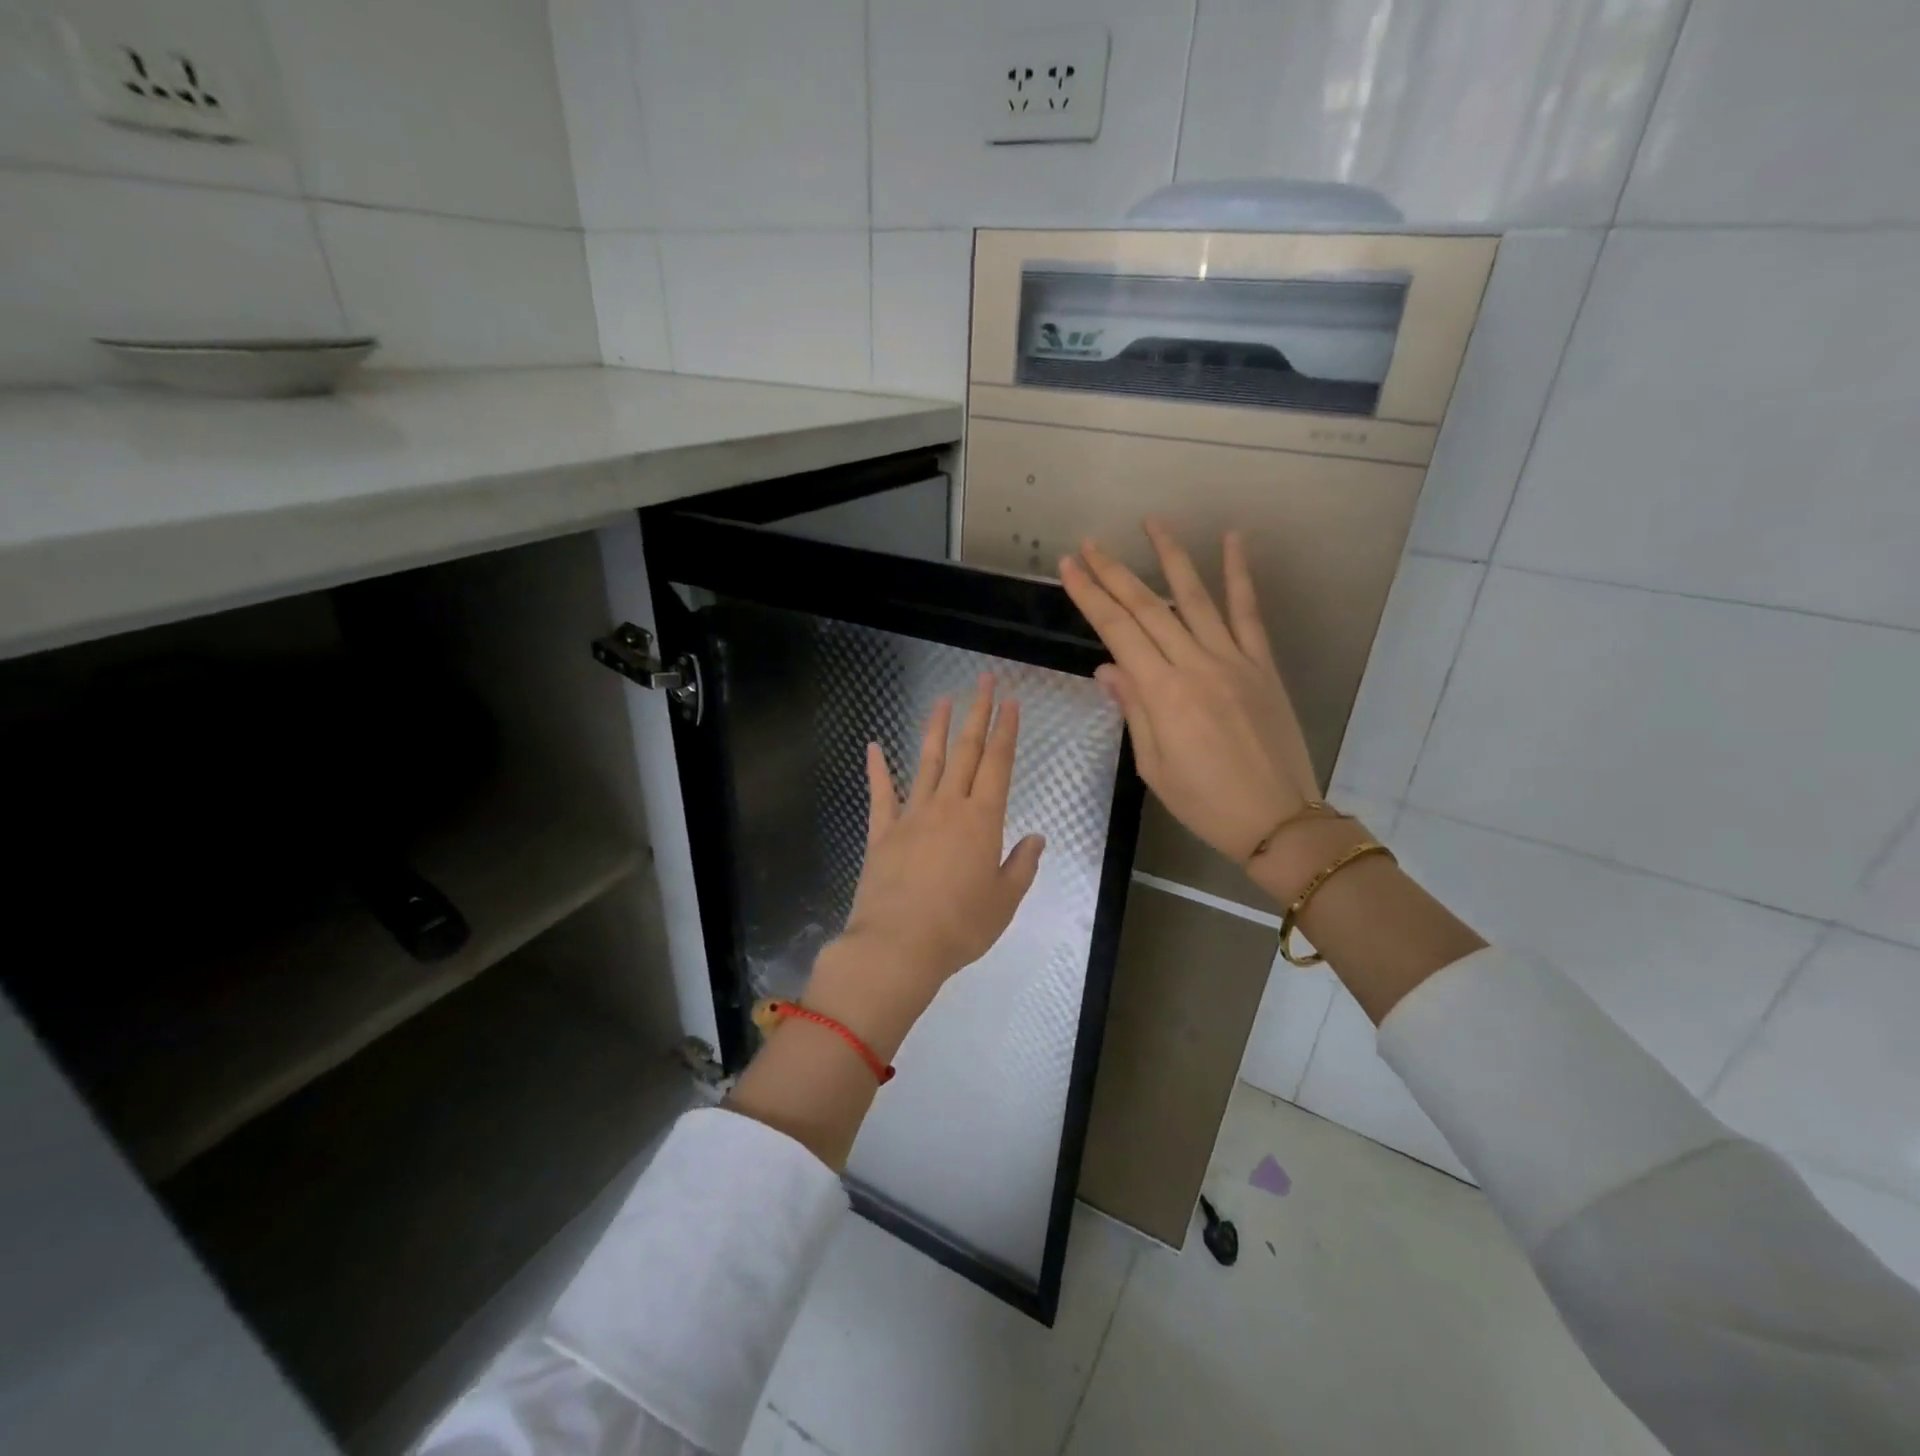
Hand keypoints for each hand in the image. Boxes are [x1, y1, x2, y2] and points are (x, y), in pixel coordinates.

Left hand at [807, 675, 1045, 1056]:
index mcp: (982, 820)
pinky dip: (877, 769)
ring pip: (927, 762)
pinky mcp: (882, 832)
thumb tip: (1036, 838)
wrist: (898, 946)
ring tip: (943, 699)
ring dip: (936, 729)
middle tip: (984, 680)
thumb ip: (1021, 866)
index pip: (998, 764)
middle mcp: (948, 807)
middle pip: (966, 751)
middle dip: (977, 713)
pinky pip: (881, 794)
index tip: (1010, 701)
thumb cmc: (960, 927)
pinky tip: (873, 746)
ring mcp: (911, 816)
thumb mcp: (1004, 901)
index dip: (1005, 730)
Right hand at [1060, 519, 1319, 864]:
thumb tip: (1109, 666)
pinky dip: (1240, 574)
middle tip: (1090, 545)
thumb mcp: (1154, 765)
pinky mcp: (1263, 664)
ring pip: (1195, 598)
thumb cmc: (1205, 802)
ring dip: (1170, 557)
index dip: (1090, 596)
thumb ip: (1133, 709)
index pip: (1118, 631)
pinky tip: (1233, 540)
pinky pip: (1249, 612)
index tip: (1069, 567)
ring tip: (1151, 523)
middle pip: (1147, 608)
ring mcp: (1234, 660)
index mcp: (1163, 694)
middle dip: (1114, 573)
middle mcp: (1196, 665)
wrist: (1278, 820)